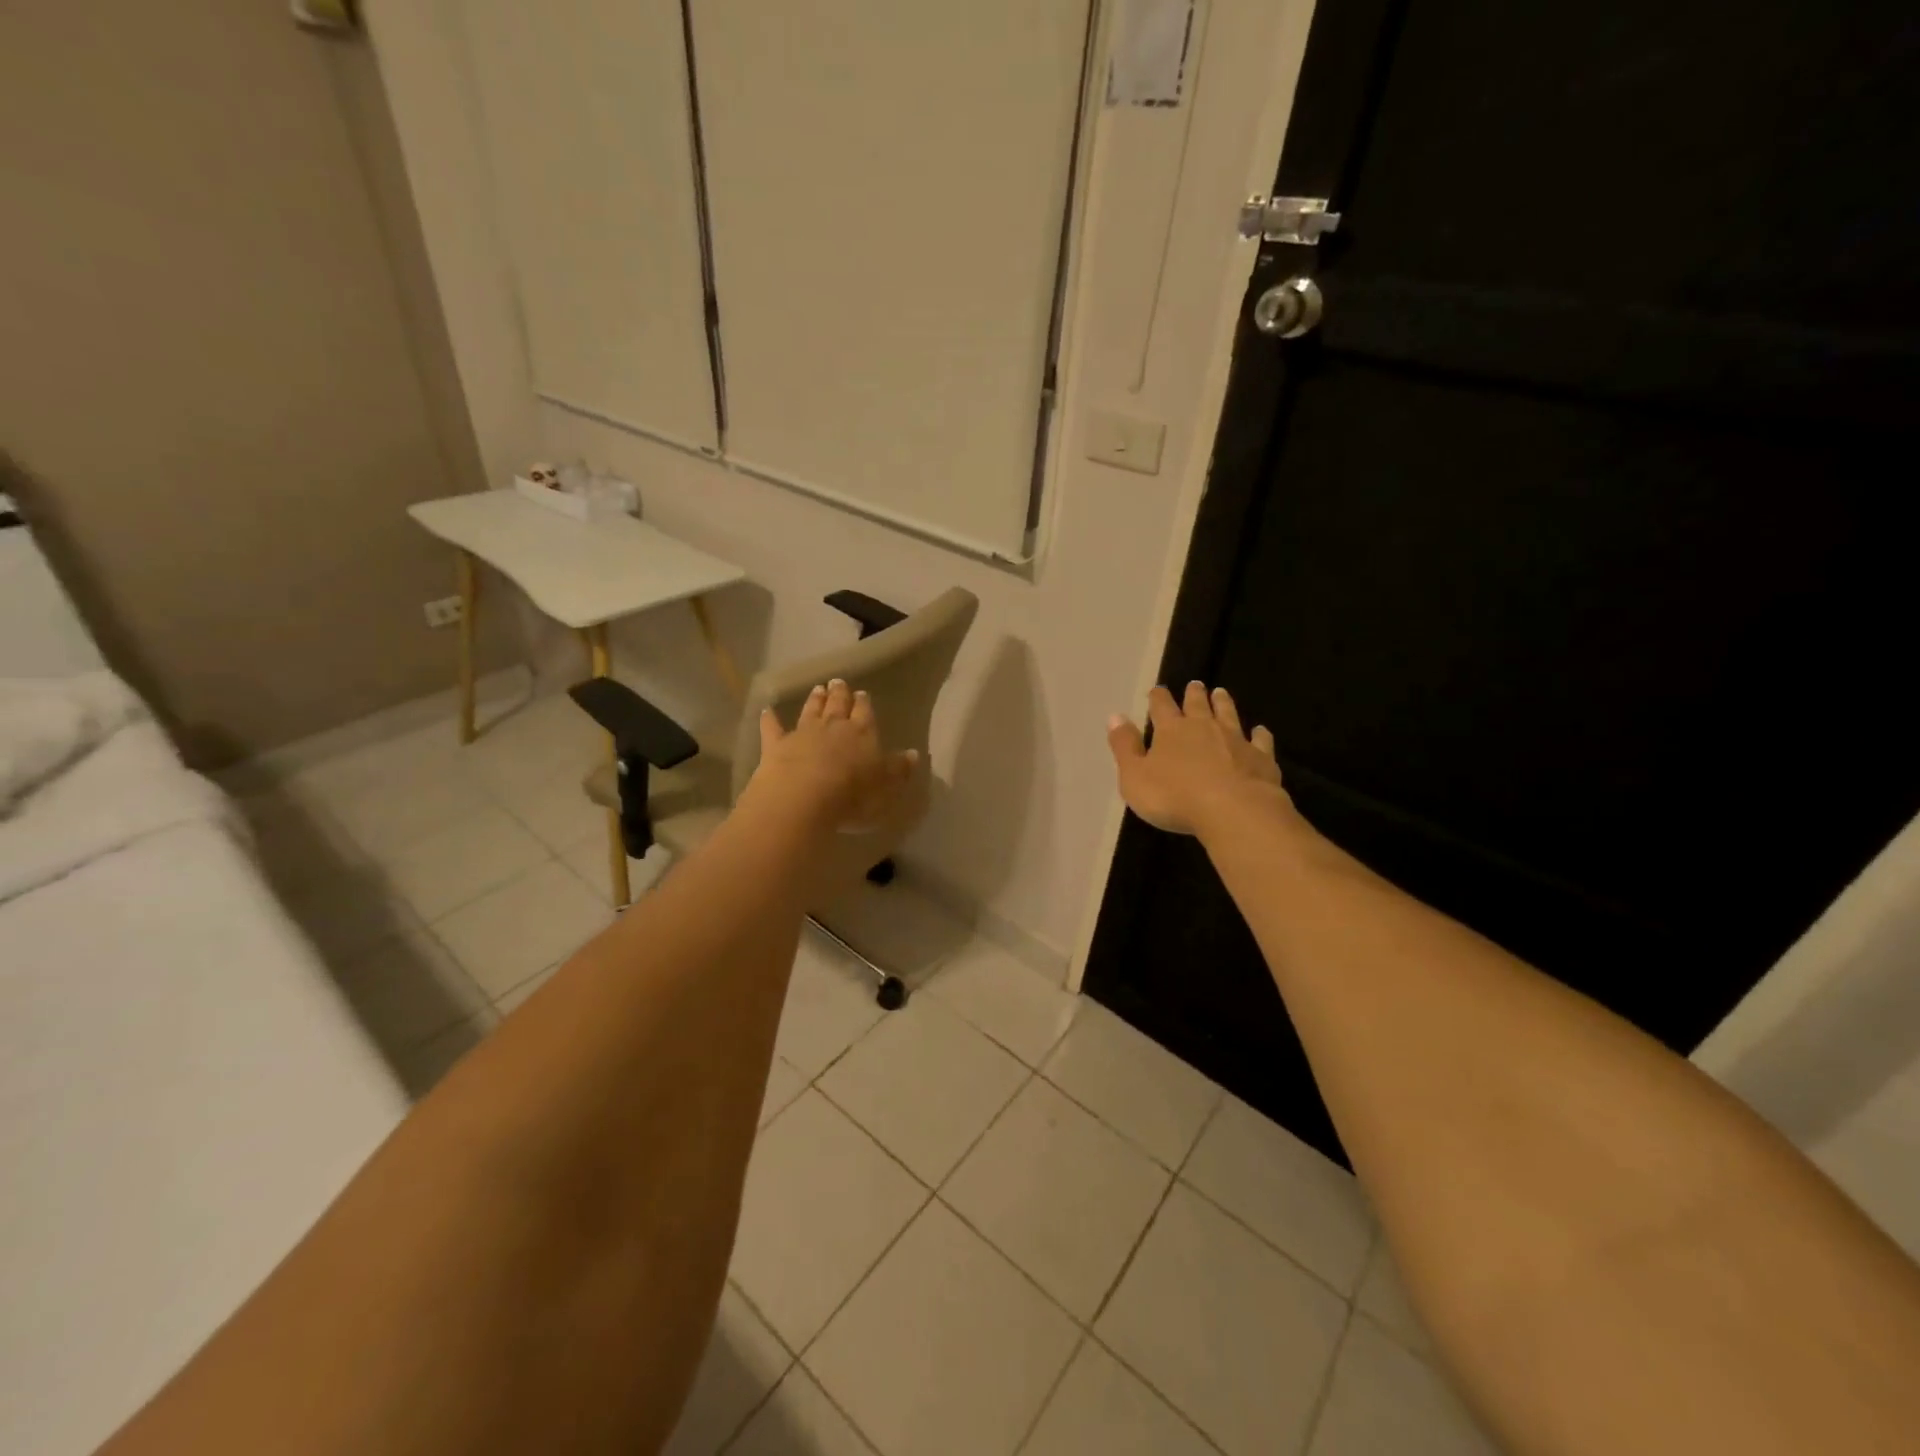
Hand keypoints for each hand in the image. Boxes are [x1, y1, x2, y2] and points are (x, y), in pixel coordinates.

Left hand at [745, 678, 918, 831]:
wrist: (803, 797)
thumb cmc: (852, 795)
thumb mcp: (886, 787)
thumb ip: (899, 769)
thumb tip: (913, 754)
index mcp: (863, 733)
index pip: (865, 713)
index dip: (864, 704)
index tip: (862, 694)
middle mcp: (833, 726)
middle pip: (838, 705)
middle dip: (839, 694)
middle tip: (838, 682)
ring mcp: (803, 733)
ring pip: (810, 710)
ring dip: (814, 700)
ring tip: (817, 688)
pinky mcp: (776, 745)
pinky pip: (773, 728)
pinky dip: (770, 718)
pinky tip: (767, 710)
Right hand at [1108, 682, 1288, 836]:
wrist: (1233, 811)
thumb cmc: (1175, 797)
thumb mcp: (1134, 777)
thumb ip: (1125, 746)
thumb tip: (1115, 716)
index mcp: (1171, 731)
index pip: (1161, 707)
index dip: (1158, 698)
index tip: (1158, 690)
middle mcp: (1204, 727)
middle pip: (1197, 704)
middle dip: (1194, 694)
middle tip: (1195, 684)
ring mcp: (1236, 740)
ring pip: (1228, 714)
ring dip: (1223, 703)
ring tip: (1221, 693)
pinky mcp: (1261, 757)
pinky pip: (1261, 740)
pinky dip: (1259, 734)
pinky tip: (1260, 731)